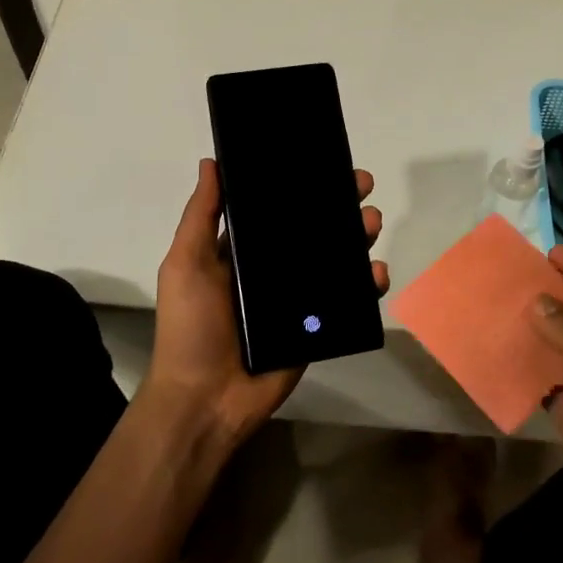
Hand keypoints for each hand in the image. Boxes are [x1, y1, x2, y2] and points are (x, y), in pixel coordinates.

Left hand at [143, 158, 388, 452]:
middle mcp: (272, 269)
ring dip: (357, 237)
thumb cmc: (191, 327)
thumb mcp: (186, 264)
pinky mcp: (317, 326)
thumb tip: (211, 162)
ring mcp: (297, 299)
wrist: (207, 400)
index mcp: (242, 251)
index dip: (299, 186)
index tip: (323, 162)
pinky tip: (376, 271)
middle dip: (338, 205)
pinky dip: (367, 284)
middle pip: (312, 229)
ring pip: (335, 259)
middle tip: (361, 185)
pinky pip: (348, 300)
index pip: (276, 209)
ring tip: (371, 221)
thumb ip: (201, 215)